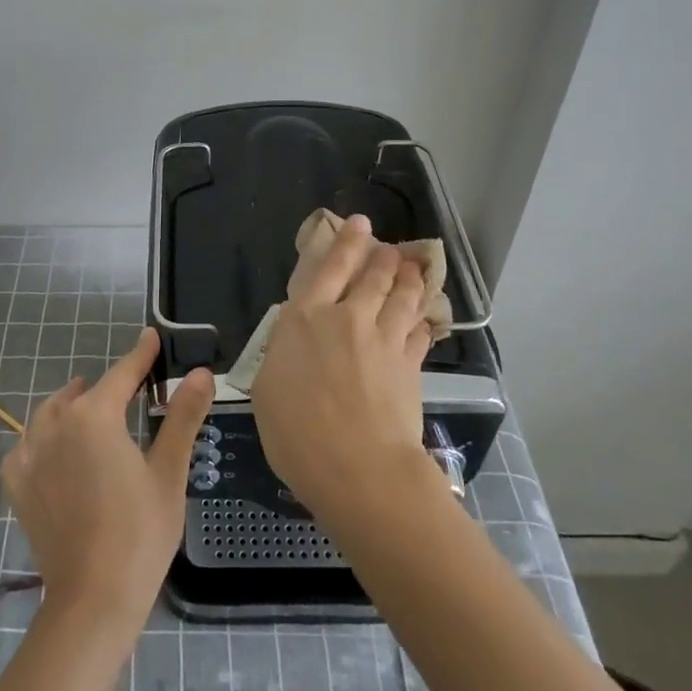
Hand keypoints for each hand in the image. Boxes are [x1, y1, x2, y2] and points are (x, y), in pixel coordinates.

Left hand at [2, 327, 213, 634]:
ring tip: (90, 408)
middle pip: (86, 393)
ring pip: (52, 413)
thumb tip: (201, 373)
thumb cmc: (140, 533)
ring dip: (72, 405)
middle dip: (109, 386)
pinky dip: (44, 437)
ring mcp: (30, 453)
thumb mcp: (169, 471)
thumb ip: (183, 416)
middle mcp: (56, 423)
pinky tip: (56, 449)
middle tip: (131, 388)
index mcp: (95, 416)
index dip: (140, 355)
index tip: (151, 336)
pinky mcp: (17, 482)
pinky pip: (29, 444)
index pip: (123, 373)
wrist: (92, 600)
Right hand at [250, 214, 433, 519]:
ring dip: (409, 278)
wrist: (359, 467)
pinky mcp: (410, 364)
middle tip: (390, 249)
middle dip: (384, 257)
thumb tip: (294, 340)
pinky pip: (419, 330)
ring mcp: (384, 339)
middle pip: (374, 275)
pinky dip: (422, 319)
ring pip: (403, 296)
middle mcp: (348, 317)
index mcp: (307, 318)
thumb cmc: (297, 432)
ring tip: (414, 269)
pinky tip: (424, 318)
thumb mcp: (267, 389)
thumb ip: (282, 354)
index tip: (360, 223)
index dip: (347, 241)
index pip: (330, 266)